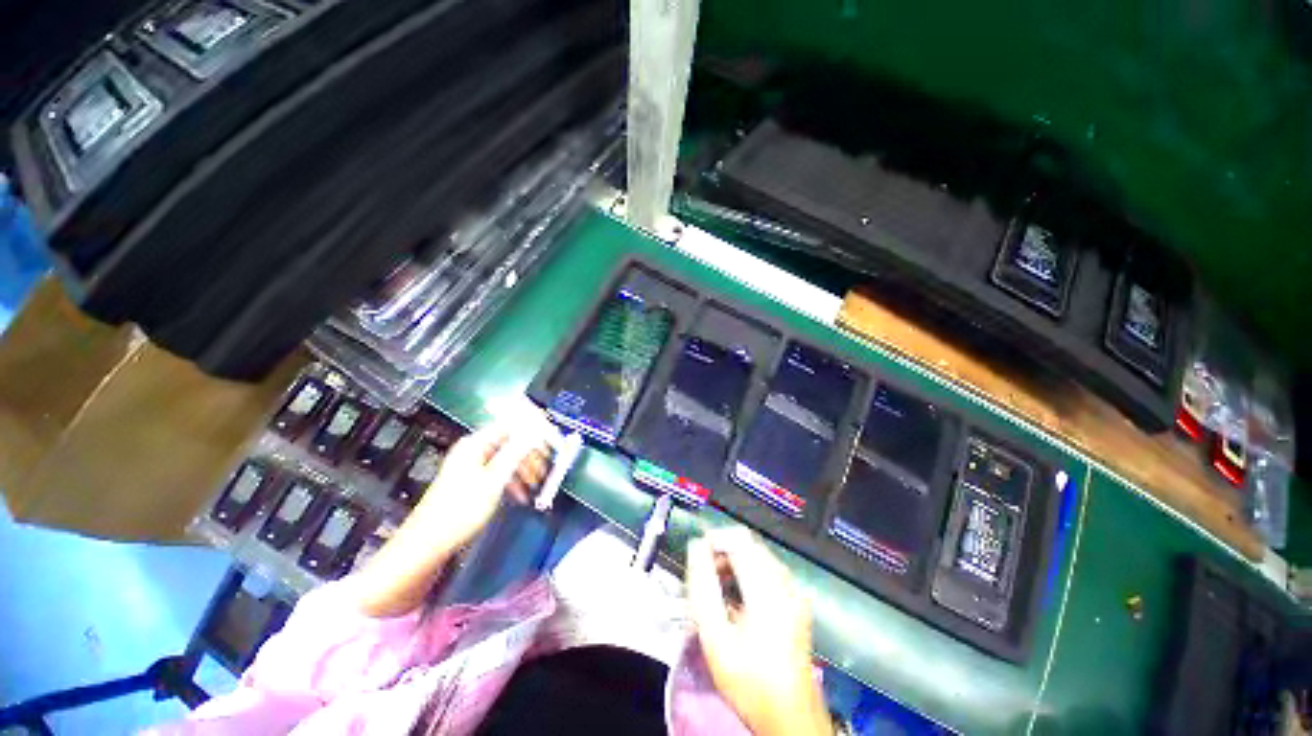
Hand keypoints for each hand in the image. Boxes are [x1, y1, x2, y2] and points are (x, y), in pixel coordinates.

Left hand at [353, 418, 551, 617]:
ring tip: (537, 485)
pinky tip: (521, 495)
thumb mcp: (493, 481)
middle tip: (547, 468)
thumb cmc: (460, 511)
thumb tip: (535, 431)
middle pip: (510, 442)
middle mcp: (474, 450)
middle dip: (530, 454)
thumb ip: (515, 453)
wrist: (426, 545)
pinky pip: (498, 473)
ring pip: (506, 459)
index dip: (533, 430)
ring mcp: (472, 466)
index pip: (511, 425)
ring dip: (524, 469)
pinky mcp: (471, 482)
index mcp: (476, 444)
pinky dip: (512, 481)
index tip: (552, 442)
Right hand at [686, 528, 829, 735]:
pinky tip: (737, 597)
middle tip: (704, 576)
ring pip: (758, 555)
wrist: (790, 716)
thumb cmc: (749, 679)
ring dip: (734, 562)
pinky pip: (768, 570)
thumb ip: (702, 587)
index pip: (739, 538)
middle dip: (723, 551)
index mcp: (767, 588)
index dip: (715, 538)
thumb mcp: (715, 636)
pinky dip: (748, 572)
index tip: (696, 554)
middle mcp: (785, 582)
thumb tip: (695, 547)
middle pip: (749, 544)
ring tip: (717, 588)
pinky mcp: (796, 601)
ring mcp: (794, 591)